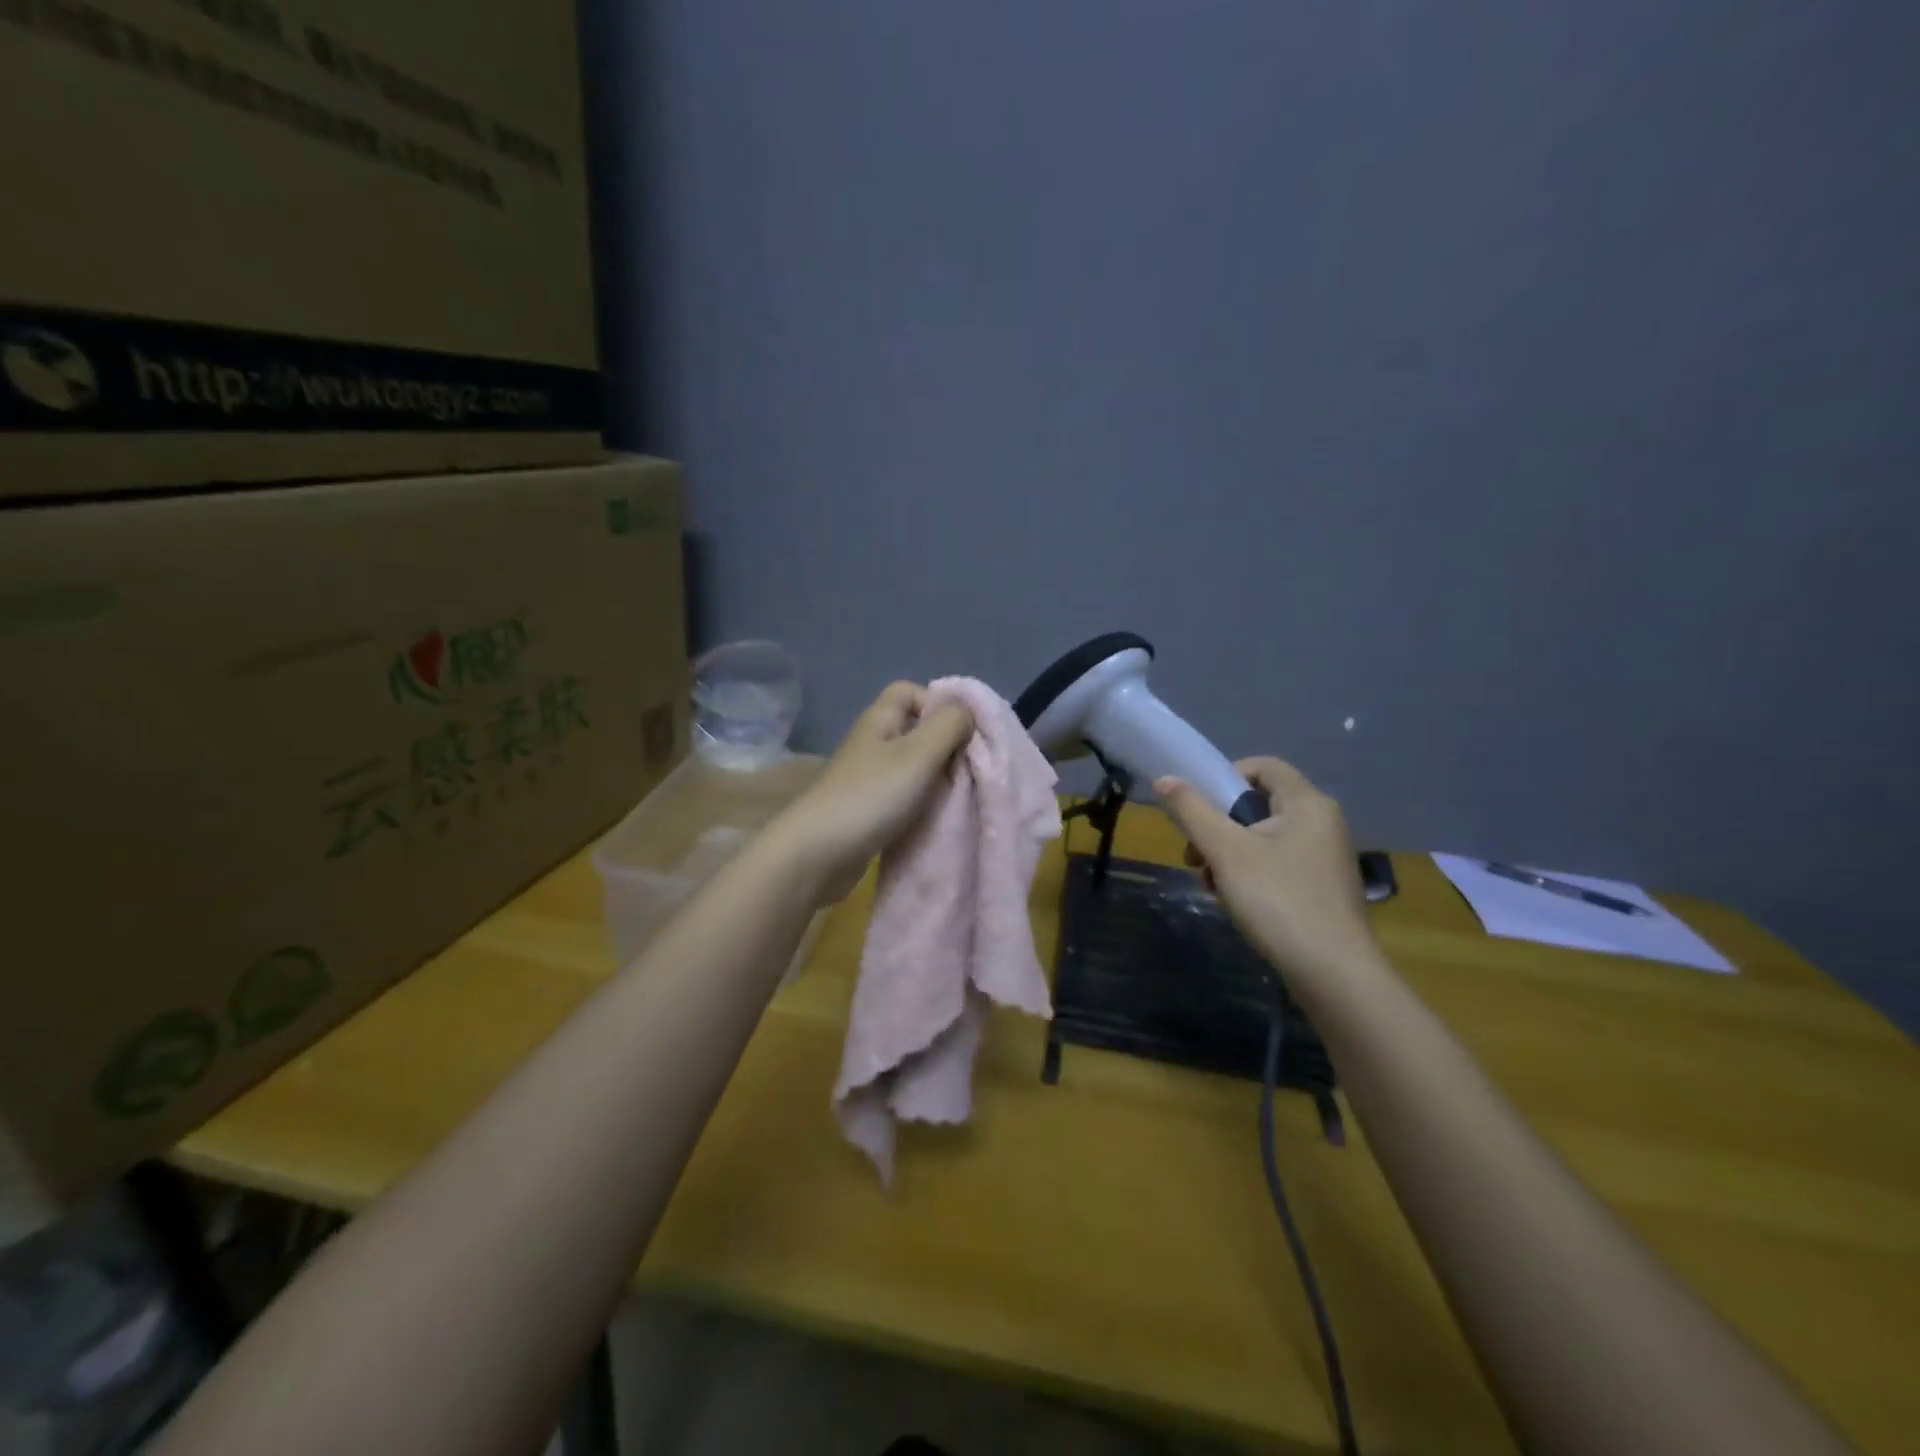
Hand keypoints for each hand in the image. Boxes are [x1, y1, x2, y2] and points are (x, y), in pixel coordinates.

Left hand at [775, 682, 973, 902]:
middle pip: (916, 730)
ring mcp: (867, 778)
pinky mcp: (867, 809)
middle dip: (945, 746)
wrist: (818, 854)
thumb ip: (949, 725)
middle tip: (967, 769)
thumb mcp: (919, 753)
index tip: (961, 733)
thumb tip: (967, 711)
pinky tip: (934, 817)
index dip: (938, 704)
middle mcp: (872, 743)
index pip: (910, 691)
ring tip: (955, 796)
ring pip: (912, 766)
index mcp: (879, 719)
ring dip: (936, 779)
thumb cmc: (871, 795)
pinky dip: (921, 803)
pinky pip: (903, 795)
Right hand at [1155, 758, 1375, 985]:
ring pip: (1264, 838)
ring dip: (1229, 854)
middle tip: (1196, 857)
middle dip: (1219, 826)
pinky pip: (1278, 864)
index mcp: (1307, 803)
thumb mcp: (1225, 851)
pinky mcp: (1323, 889)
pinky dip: (1251, 874)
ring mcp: (1325, 858)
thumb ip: (1192, 810)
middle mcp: (1323, 822)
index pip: (1262, 766)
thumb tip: (1164, 778)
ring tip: (1211, 885)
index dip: (1224, 777)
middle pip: (1258, 805)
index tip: (1198, 810)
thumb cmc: (1278, 900)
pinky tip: (1235, 902)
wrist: (1334, 975)